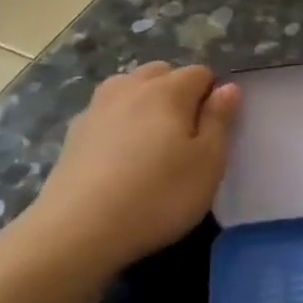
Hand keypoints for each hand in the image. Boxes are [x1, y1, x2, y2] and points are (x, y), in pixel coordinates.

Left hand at [13, 62, 240, 275]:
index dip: (213, 95)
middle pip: (161, 72)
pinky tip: (120, 155)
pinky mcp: (73, 133)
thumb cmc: (159, 195)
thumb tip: (228, 88)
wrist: (79, 229)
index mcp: (168, 90)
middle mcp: (130, 88)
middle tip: (185, 133)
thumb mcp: (208, 163)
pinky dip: (119, 122)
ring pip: (129, 87)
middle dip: (177, 90)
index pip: (200, 73)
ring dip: (144, 101)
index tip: (214, 128)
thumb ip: (220, 121)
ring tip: (151, 139)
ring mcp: (97, 108)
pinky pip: (106, 113)